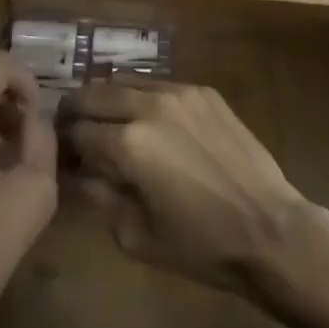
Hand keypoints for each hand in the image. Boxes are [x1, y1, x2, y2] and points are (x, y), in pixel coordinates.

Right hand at [58, 80, 312, 295]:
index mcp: (128, 144)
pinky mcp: (203, 91)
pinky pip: (158, 84)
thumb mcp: (137, 236)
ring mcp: (179, 92)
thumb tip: (73, 174)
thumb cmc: (202, 245)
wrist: (270, 228)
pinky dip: (142, 97)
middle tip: (72, 131)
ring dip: (108, 99)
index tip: (58, 155)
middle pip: (94, 94)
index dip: (62, 144)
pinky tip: (148, 120)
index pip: (77, 132)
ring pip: (125, 82)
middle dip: (76, 111)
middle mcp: (148, 106)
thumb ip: (99, 197)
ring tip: (107, 122)